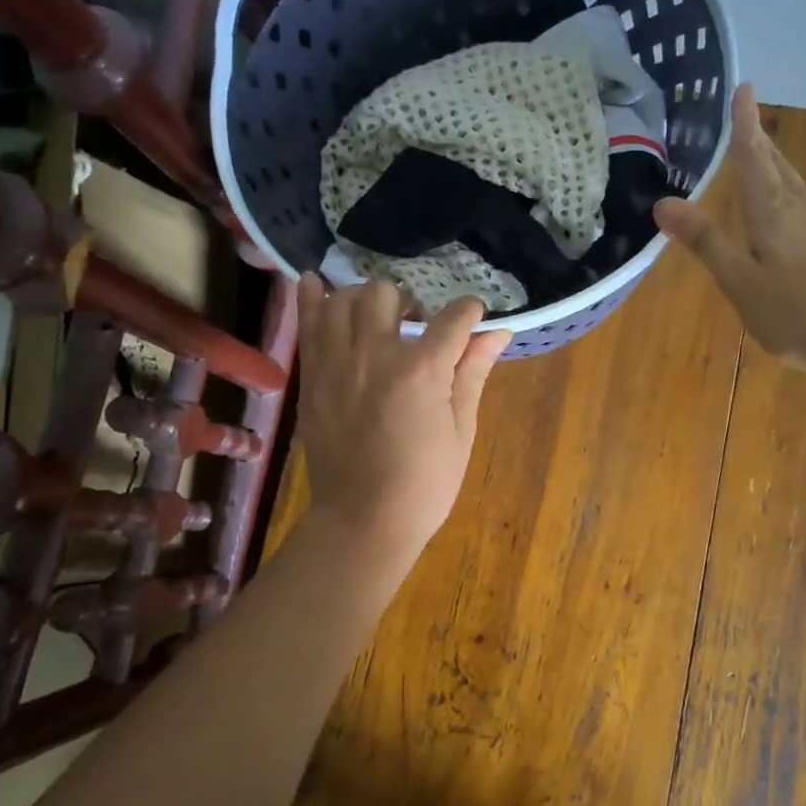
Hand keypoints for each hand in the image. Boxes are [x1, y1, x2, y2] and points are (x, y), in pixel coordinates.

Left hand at [294, 275, 511, 568]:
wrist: (363, 521)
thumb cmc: (425, 484)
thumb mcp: (461, 431)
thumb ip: (473, 373)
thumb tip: (497, 333)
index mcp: (422, 370)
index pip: (453, 318)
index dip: (470, 312)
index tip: (474, 318)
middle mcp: (376, 355)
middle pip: (388, 294)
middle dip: (410, 299)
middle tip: (418, 322)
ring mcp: (337, 364)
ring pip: (344, 299)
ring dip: (366, 298)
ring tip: (378, 316)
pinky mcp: (313, 378)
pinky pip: (309, 323)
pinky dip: (313, 298)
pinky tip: (319, 284)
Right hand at [654, 84, 805, 366]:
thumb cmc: (796, 314)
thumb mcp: (740, 283)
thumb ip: (706, 243)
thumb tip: (664, 202)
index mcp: (774, 215)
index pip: (755, 159)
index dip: (746, 125)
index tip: (745, 88)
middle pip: (782, 170)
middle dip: (765, 146)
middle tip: (752, 126)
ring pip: (804, 193)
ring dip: (785, 177)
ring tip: (772, 174)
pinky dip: (805, 212)